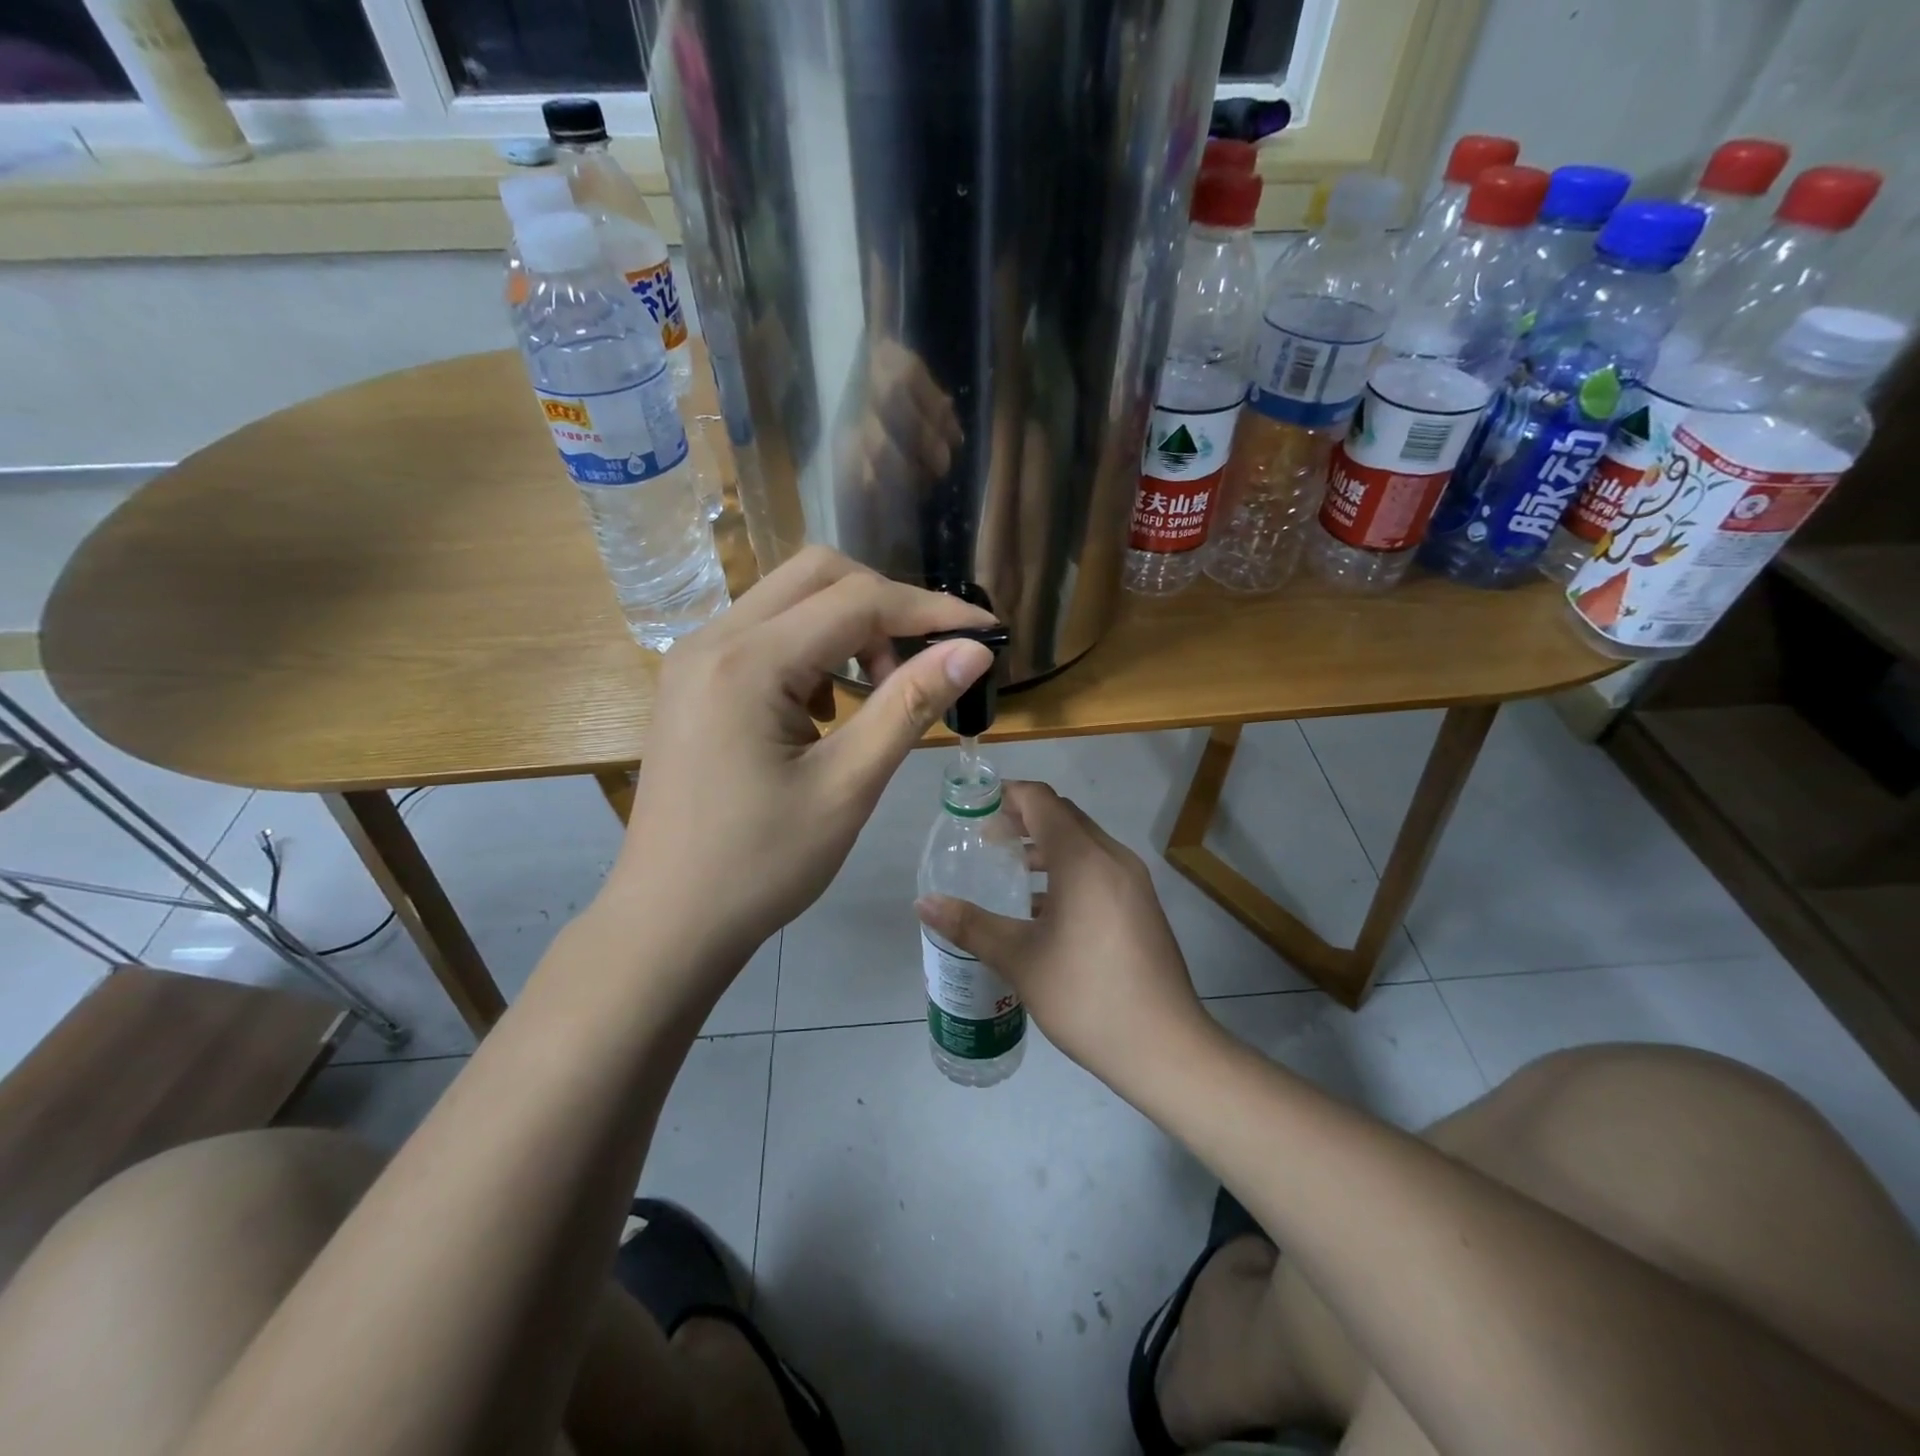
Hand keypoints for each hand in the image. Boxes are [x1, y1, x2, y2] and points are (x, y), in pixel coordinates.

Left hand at [613, 547, 994, 986]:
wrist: (668, 922)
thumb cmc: (761, 865)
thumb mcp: (848, 786)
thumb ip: (909, 706)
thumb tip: (973, 651)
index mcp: (748, 661)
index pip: (858, 601)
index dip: (931, 610)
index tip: (986, 632)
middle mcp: (713, 639)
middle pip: (818, 575)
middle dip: (886, 606)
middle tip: (922, 663)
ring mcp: (695, 658)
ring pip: (790, 600)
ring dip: (848, 627)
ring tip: (878, 691)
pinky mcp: (693, 682)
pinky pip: (765, 635)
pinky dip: (812, 650)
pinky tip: (826, 709)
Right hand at [915, 782, 1215, 1087]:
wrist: (1165, 1047)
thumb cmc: (1086, 995)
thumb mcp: (1020, 959)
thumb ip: (971, 925)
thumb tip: (924, 904)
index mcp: (1083, 859)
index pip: (1041, 800)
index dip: (1006, 796)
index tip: (974, 810)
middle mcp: (1112, 857)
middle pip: (1063, 816)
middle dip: (1022, 818)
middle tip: (984, 840)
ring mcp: (1133, 881)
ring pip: (1083, 842)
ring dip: (1046, 845)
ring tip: (1009, 869)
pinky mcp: (1141, 904)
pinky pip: (1098, 867)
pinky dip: (1067, 869)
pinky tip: (1042, 907)